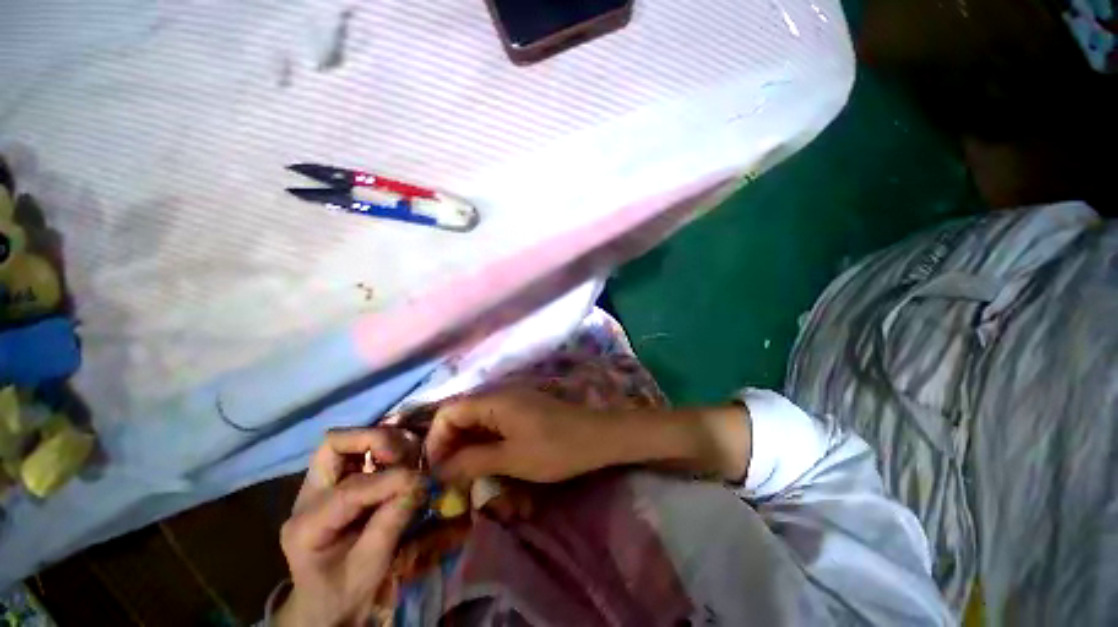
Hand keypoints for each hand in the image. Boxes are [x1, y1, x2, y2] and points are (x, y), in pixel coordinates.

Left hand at [275, 428, 423, 626]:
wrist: (326, 602)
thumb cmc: (344, 591)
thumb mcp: (369, 566)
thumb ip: (391, 522)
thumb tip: (419, 482)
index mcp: (306, 525)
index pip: (351, 489)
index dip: (391, 480)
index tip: (422, 481)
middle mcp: (308, 496)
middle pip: (334, 444)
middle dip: (374, 441)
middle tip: (404, 455)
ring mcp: (320, 485)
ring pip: (346, 441)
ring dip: (381, 441)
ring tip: (406, 456)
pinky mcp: (336, 480)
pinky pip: (358, 450)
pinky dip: (382, 447)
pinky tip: (400, 460)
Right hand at [426, 389, 607, 483]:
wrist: (596, 437)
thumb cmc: (554, 448)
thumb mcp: (510, 458)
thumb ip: (471, 461)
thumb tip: (440, 469)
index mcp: (493, 400)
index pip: (448, 412)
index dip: (436, 440)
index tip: (436, 471)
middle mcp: (499, 395)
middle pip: (461, 415)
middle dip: (451, 446)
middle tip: (450, 479)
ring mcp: (512, 401)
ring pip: (477, 421)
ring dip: (468, 446)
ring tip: (466, 476)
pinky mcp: (522, 411)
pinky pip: (494, 424)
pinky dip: (485, 443)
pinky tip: (487, 463)